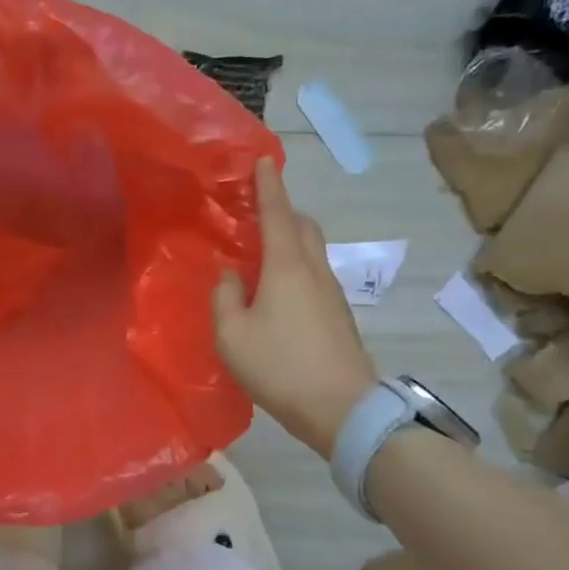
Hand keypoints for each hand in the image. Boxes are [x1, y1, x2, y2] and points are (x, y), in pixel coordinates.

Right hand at [211, 158, 379, 459]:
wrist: (343, 408)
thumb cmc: (280, 366)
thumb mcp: (232, 335)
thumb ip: (225, 297)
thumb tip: (231, 276)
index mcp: (286, 267)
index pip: (277, 213)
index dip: (269, 185)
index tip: (263, 161)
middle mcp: (313, 270)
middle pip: (302, 226)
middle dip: (283, 210)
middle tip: (257, 212)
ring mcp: (331, 293)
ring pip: (311, 250)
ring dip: (290, 239)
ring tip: (262, 253)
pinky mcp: (339, 315)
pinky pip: (314, 274)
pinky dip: (296, 266)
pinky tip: (278, 292)